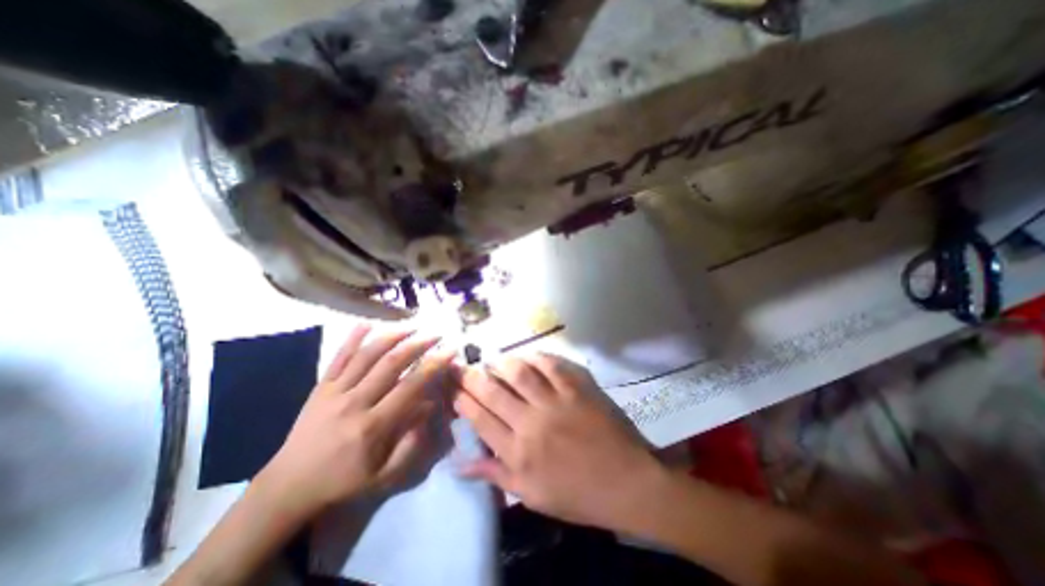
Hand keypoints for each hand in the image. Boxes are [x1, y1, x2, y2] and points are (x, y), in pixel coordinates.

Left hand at [258, 326, 454, 521]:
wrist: (289, 486)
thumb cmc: (343, 481)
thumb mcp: (384, 475)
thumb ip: (411, 443)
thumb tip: (430, 407)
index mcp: (372, 426)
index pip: (410, 387)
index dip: (433, 366)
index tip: (449, 352)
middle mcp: (354, 403)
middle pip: (390, 364)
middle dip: (417, 346)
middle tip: (435, 335)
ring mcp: (334, 392)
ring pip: (366, 356)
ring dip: (391, 337)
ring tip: (410, 328)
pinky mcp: (320, 388)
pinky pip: (338, 358)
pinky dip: (352, 339)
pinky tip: (366, 324)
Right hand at [455, 352, 663, 531]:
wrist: (627, 480)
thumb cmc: (578, 494)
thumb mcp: (533, 496)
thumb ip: (496, 476)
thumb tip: (460, 464)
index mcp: (519, 454)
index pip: (480, 420)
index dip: (464, 401)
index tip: (455, 390)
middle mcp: (531, 424)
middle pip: (494, 393)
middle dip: (474, 377)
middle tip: (465, 367)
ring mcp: (556, 402)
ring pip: (519, 373)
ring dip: (503, 363)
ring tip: (494, 360)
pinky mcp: (577, 387)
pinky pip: (551, 365)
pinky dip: (536, 357)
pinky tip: (528, 356)